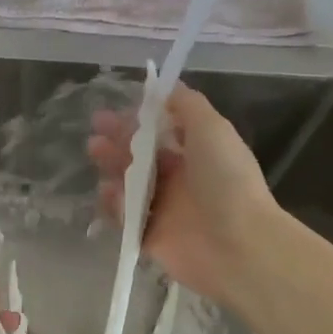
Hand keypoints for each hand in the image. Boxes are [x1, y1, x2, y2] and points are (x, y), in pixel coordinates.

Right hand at [88, 83, 279, 306]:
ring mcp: (165, 209)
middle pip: (142, 157)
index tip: (116, 109)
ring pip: (130, 184)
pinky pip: (125, 217)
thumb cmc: (226, 180)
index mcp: (198, 153)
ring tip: (96, 155)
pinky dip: (114, 204)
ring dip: (112, 168)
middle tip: (95, 133)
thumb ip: (188, 105)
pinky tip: (108, 192)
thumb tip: (166, 88)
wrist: (237, 245)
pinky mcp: (151, 236)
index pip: (163, 132)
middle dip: (118, 141)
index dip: (139, 120)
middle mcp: (181, 179)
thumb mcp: (212, 129)